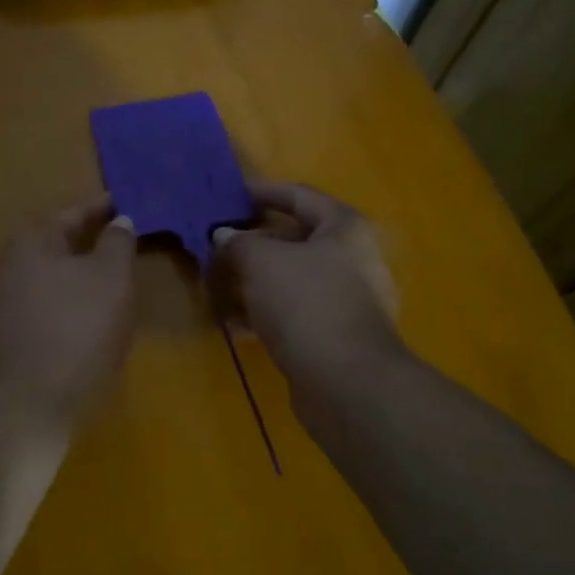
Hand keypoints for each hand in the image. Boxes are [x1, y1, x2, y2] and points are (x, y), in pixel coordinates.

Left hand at [0, 197, 137, 419]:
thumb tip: (119, 220)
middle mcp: (3, 271)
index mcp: (30, 246)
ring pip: (41, 286)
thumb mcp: (111, 281)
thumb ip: (117, 244)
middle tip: (116, 250)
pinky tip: (74, 333)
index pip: (71, 216)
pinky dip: (57, 316)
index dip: (102, 210)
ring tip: (100, 294)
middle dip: (83, 248)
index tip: (125, 206)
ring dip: (69, 285)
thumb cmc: (75, 334)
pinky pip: (33, 318)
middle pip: (51, 250)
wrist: (22, 411)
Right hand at [212, 183, 403, 388]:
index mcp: (344, 228)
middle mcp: (354, 258)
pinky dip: (269, 312)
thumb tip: (224, 236)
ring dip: (257, 281)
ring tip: (221, 287)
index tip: (233, 195)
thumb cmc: (306, 302)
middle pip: (297, 240)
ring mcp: (350, 300)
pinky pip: (298, 311)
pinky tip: (238, 326)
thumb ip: (238, 243)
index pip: (300, 195)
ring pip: (294, 279)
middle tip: (220, 246)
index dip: (265, 192)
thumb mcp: (261, 263)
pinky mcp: (339, 335)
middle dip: (255, 243)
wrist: (347, 382)